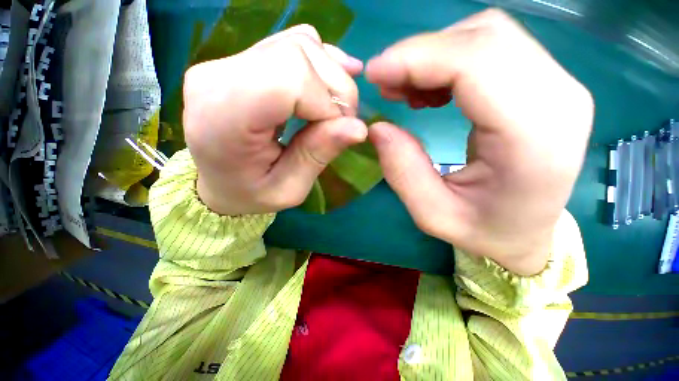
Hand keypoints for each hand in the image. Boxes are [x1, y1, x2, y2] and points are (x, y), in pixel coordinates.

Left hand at [183, 25, 366, 215]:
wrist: (218, 181)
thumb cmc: (249, 193)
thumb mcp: (288, 189)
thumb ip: (318, 155)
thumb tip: (358, 128)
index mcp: (224, 117)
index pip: (290, 77)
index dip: (327, 101)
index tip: (338, 130)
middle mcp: (218, 76)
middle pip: (298, 54)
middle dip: (335, 89)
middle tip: (341, 122)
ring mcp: (227, 61)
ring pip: (299, 44)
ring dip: (330, 77)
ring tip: (333, 109)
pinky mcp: (241, 59)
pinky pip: (290, 44)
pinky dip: (319, 63)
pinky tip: (326, 86)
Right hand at [365, 9, 593, 275]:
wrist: (528, 231)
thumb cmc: (484, 230)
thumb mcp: (432, 213)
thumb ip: (402, 171)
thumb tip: (377, 126)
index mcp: (535, 137)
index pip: (477, 63)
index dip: (417, 58)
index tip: (375, 73)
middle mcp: (558, 97)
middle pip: (484, 38)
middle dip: (420, 53)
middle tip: (386, 83)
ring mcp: (558, 84)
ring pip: (488, 35)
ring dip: (435, 54)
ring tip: (407, 90)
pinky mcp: (546, 82)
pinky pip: (493, 47)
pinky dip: (451, 58)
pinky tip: (433, 89)